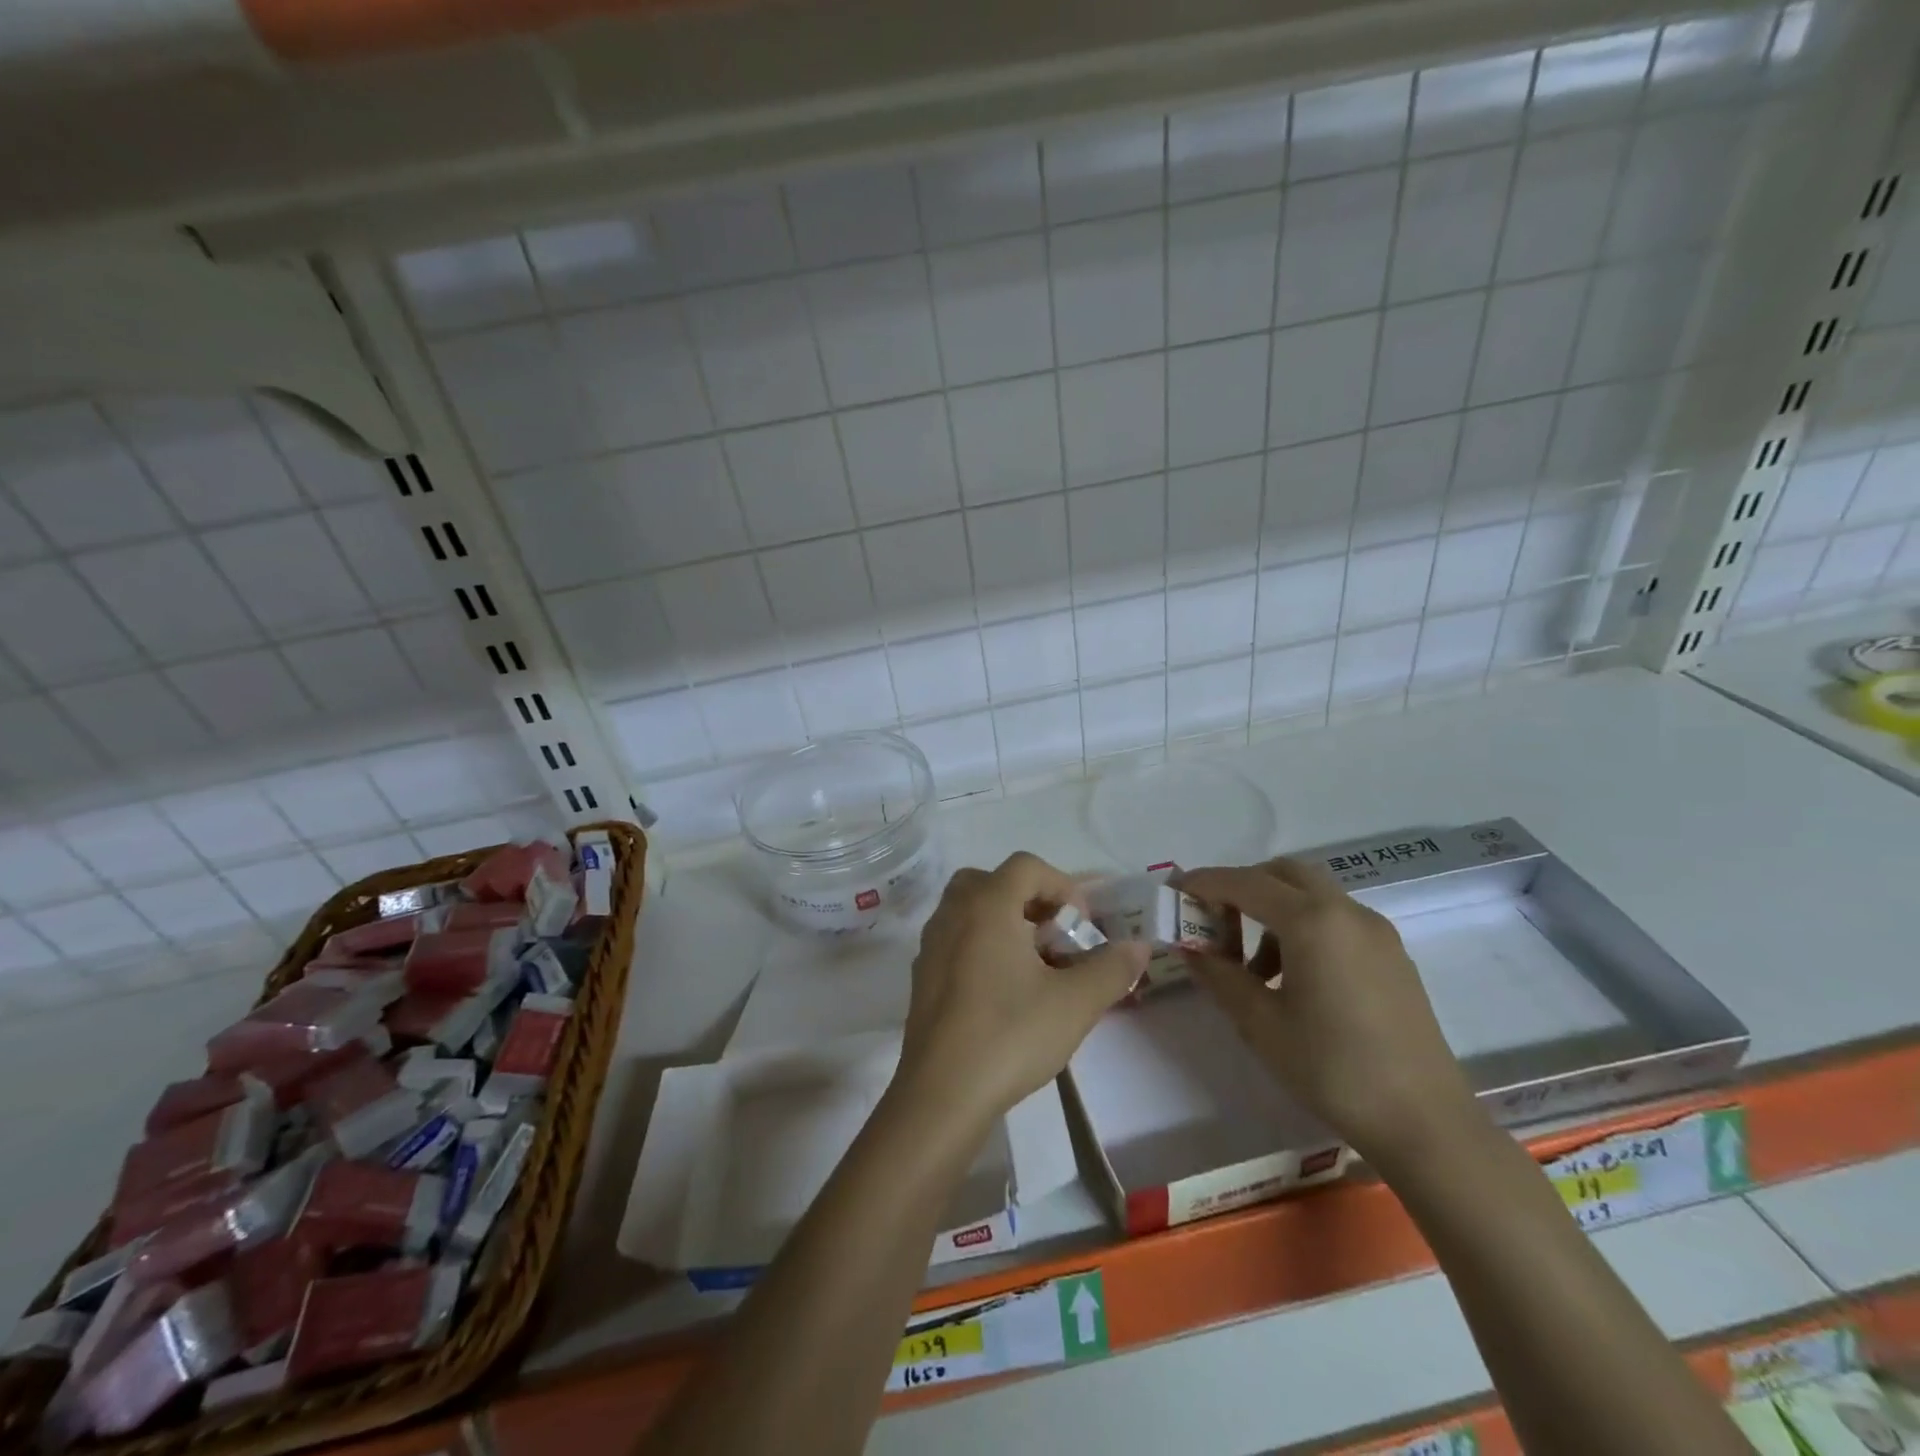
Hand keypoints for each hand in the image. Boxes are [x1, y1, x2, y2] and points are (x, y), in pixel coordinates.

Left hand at [896, 853, 1148, 1124]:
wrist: (941, 1094)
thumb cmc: (1010, 1035)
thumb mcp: (1075, 1003)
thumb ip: (1112, 968)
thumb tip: (1139, 946)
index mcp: (986, 905)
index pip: (1026, 866)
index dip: (1062, 885)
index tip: (1081, 924)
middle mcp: (952, 913)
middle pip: (992, 881)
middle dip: (1030, 900)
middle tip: (1054, 935)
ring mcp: (931, 944)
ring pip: (970, 909)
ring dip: (1005, 922)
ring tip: (1034, 963)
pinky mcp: (922, 975)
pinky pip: (956, 939)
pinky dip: (982, 945)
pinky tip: (1003, 990)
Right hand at [1178, 857, 1475, 1164]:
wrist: (1425, 1122)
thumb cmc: (1332, 1069)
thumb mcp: (1260, 1023)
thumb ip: (1219, 975)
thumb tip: (1190, 948)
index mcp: (1312, 921)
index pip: (1244, 882)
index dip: (1204, 883)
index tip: (1174, 893)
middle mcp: (1346, 911)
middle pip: (1281, 873)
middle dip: (1241, 888)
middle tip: (1215, 924)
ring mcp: (1375, 931)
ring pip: (1310, 894)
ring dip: (1272, 911)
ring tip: (1253, 968)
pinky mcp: (1392, 954)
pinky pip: (1335, 918)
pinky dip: (1303, 927)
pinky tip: (1294, 979)